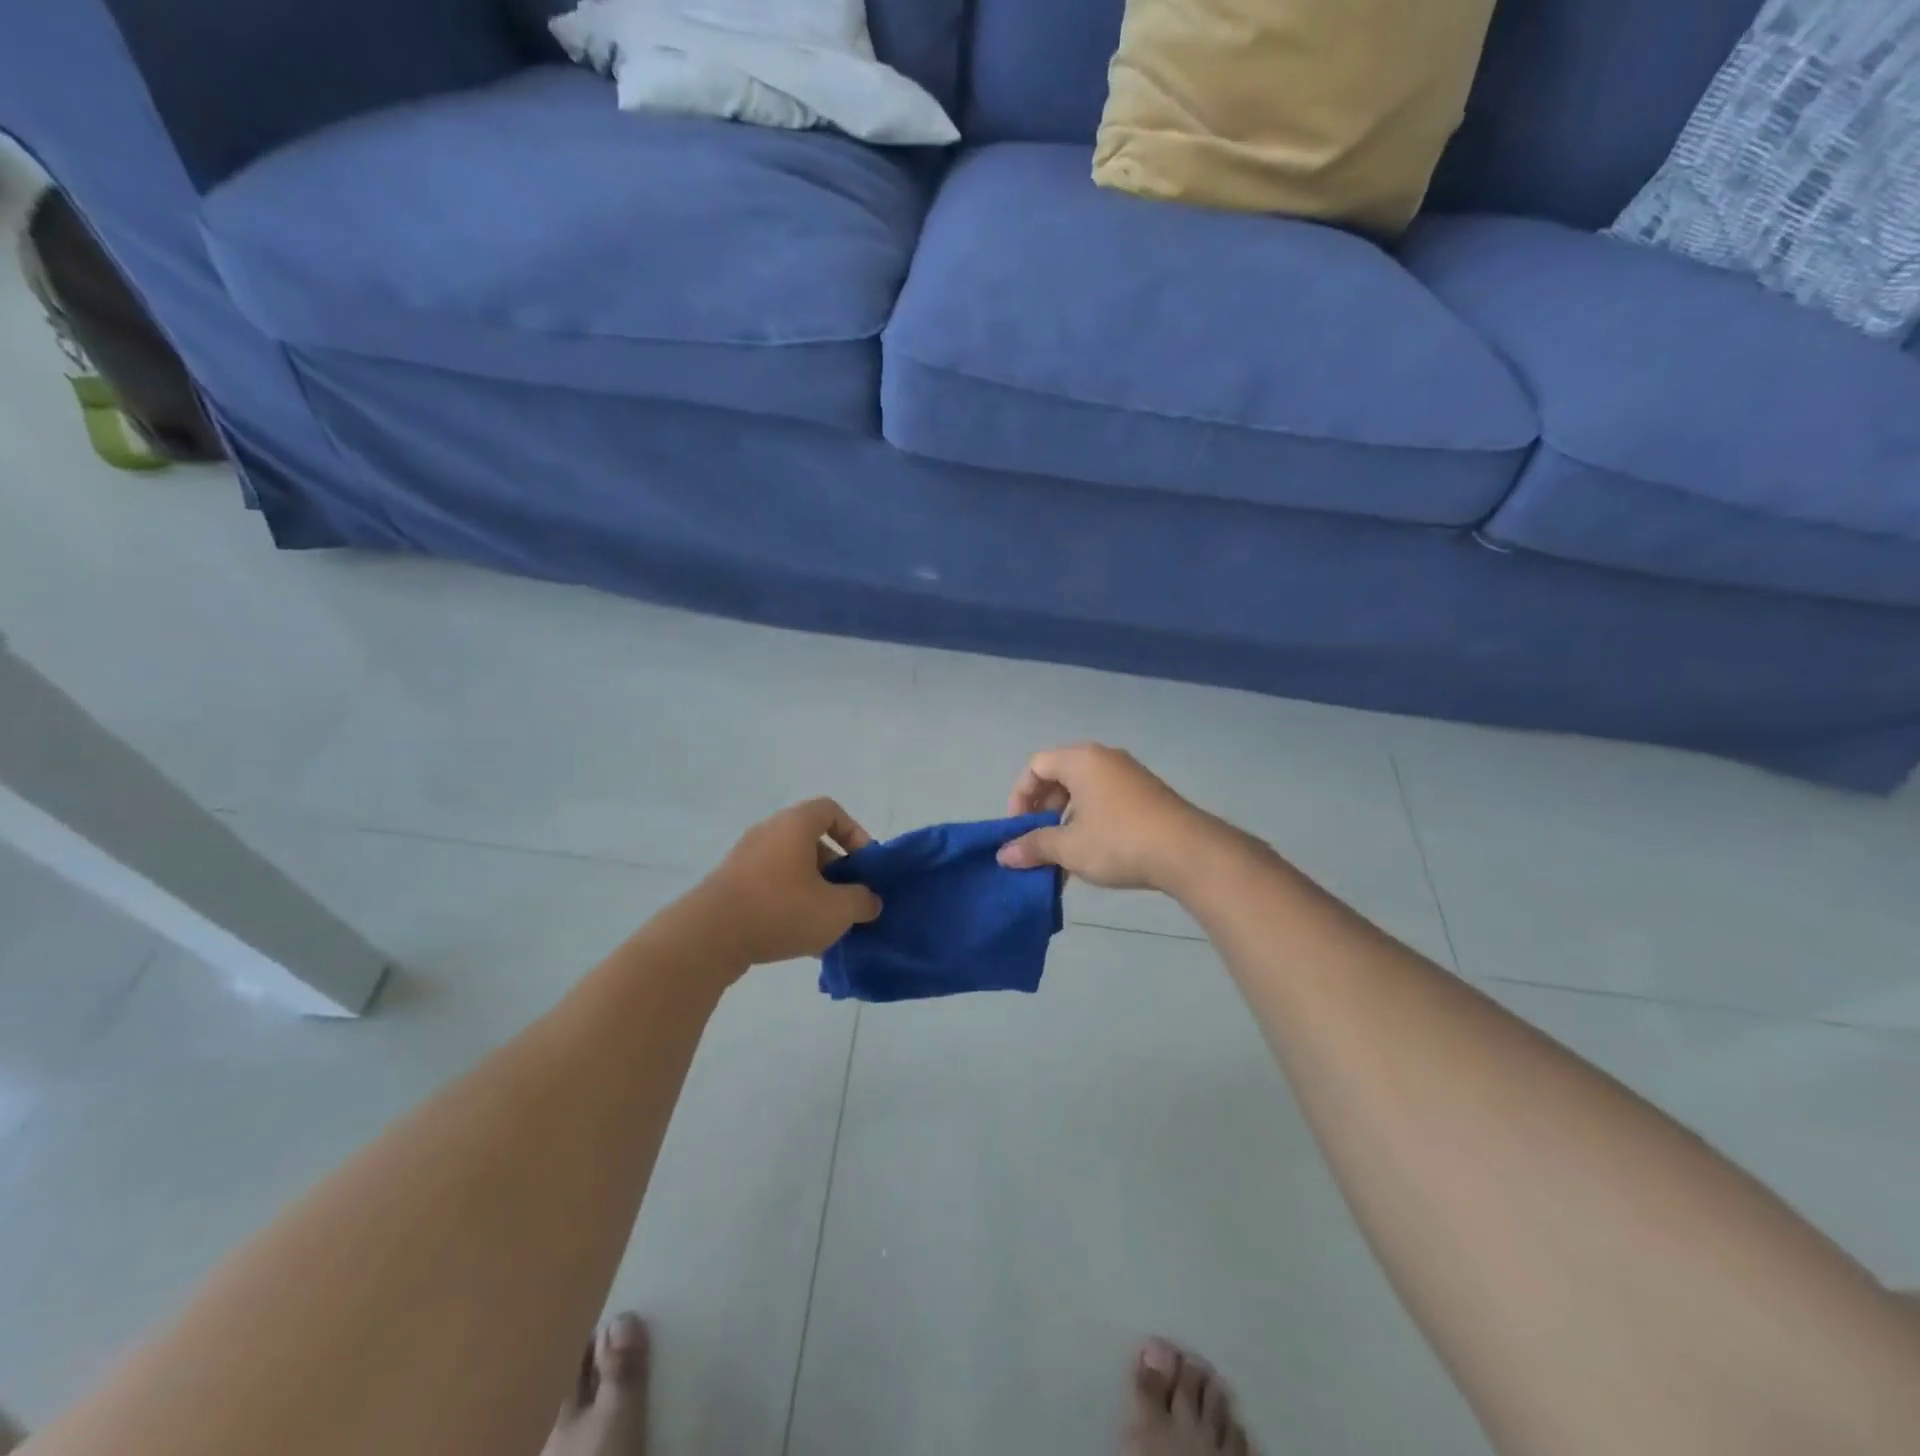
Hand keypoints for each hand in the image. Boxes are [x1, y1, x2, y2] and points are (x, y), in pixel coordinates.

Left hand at [693, 799, 883, 966]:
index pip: (831, 811)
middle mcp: (768, 832)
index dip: (854, 834)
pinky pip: (770, 887)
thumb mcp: (836, 910)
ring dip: (814, 892)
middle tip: (848, 900)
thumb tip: (869, 900)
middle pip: (812, 842)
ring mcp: (745, 858)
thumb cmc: (780, 910)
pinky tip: (798, 940)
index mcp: (795, 824)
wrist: (708, 937)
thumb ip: (862, 901)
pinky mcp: (729, 885)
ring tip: (826, 925)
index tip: (864, 866)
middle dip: (836, 871)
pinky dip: (789, 905)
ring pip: (792, 868)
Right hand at [998, 744, 1218, 891]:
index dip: (1020, 796)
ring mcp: (1130, 775)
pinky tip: (1095, 854)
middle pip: (1059, 776)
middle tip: (1039, 841)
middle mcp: (1105, 758)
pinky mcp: (1148, 794)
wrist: (1188, 852)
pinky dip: (1091, 821)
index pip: (1036, 766)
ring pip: (1084, 791)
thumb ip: (1033, 846)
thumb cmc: (1119, 841)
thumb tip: (1003, 855)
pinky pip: (1106, 799)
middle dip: (1043, 810)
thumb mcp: (1069, 847)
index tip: (1019, 829)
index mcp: (1081, 760)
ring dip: (1067, 820)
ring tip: (1065, 854)